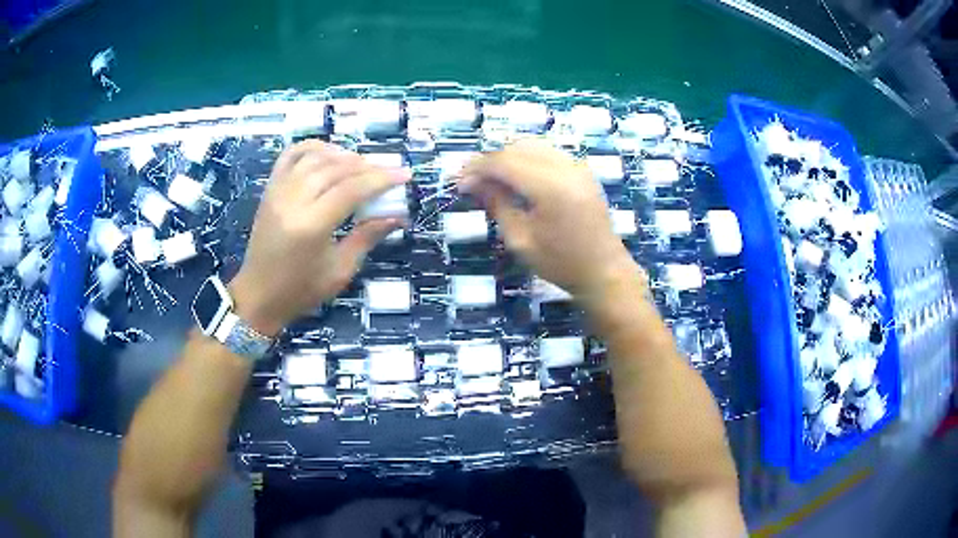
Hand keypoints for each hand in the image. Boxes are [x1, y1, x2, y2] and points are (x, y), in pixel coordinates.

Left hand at [229, 141, 407, 335]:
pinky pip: (291, 155)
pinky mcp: (270, 189)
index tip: (405, 175)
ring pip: (315, 157)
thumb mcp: (340, 270)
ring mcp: (278, 191)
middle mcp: (293, 201)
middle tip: (388, 172)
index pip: (352, 189)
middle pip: (336, 169)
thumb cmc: (301, 290)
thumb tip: (397, 216)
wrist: (259, 295)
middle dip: (367, 166)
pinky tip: (330, 153)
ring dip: (343, 155)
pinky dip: (313, 147)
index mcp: (311, 226)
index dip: (381, 179)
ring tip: (362, 165)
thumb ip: (367, 237)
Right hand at [459, 139, 641, 300]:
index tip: (459, 182)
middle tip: (473, 182)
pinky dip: (528, 159)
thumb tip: (471, 183)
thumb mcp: (520, 240)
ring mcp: (577, 166)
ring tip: (493, 180)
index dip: (477, 168)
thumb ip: (496, 204)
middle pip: (517, 148)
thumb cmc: (560, 263)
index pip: (504, 161)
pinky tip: (518, 178)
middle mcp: (565, 167)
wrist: (604, 271)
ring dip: (509, 157)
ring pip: (533, 145)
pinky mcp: (583, 170)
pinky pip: (549, 152)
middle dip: (491, 160)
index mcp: (550, 187)